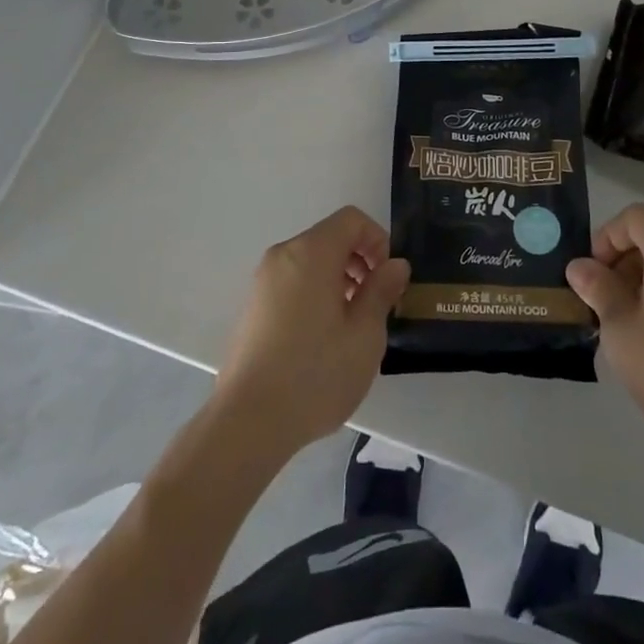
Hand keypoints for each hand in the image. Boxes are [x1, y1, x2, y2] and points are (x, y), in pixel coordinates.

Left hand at [213, 206, 408, 456]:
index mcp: (311, 252)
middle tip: (375, 302)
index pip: (351, 219)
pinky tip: (321, 339)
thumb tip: (395, 265)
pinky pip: (292, 282)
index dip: (377, 239)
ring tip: (351, 324)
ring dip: (338, 278)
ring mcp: (263, 281)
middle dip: (359, 260)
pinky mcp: (252, 307)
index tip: (387, 278)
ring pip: (311, 261)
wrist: (247, 423)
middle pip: (330, 237)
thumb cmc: (315, 374)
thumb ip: (382, 291)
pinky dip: (314, 293)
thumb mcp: (364, 334)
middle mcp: (283, 256)